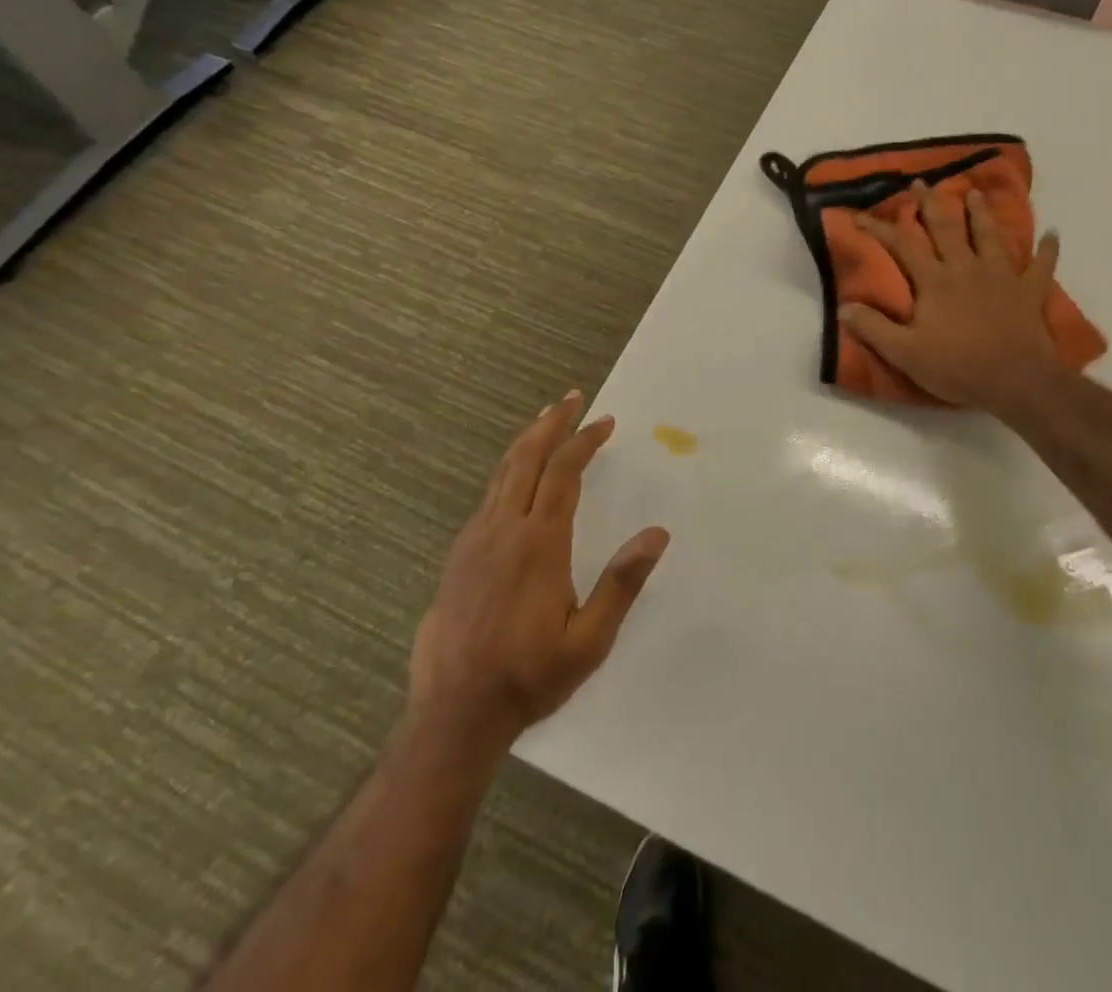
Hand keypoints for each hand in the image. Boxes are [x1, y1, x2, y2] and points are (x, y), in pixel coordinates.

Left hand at [408, 391, 668, 754]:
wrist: (454, 713)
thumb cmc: (529, 676)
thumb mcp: (590, 640)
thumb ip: (622, 583)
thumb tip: (657, 534)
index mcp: (539, 543)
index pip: (564, 472)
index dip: (584, 441)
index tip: (604, 421)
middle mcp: (504, 529)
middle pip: (527, 458)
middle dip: (551, 423)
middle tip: (571, 398)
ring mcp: (475, 540)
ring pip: (502, 473)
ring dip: (527, 442)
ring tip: (545, 421)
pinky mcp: (458, 555)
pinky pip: (487, 496)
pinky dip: (508, 471)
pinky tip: (516, 478)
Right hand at [839, 181, 1062, 418]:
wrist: (1016, 381)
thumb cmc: (957, 367)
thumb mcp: (905, 353)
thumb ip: (874, 328)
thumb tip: (843, 307)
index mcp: (935, 281)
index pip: (902, 245)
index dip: (880, 227)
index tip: (860, 215)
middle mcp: (966, 268)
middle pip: (947, 228)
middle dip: (931, 203)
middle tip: (922, 182)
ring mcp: (1002, 276)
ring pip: (991, 235)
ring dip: (982, 213)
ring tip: (975, 192)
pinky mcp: (1029, 291)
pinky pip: (1041, 266)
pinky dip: (1048, 249)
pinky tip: (1053, 234)